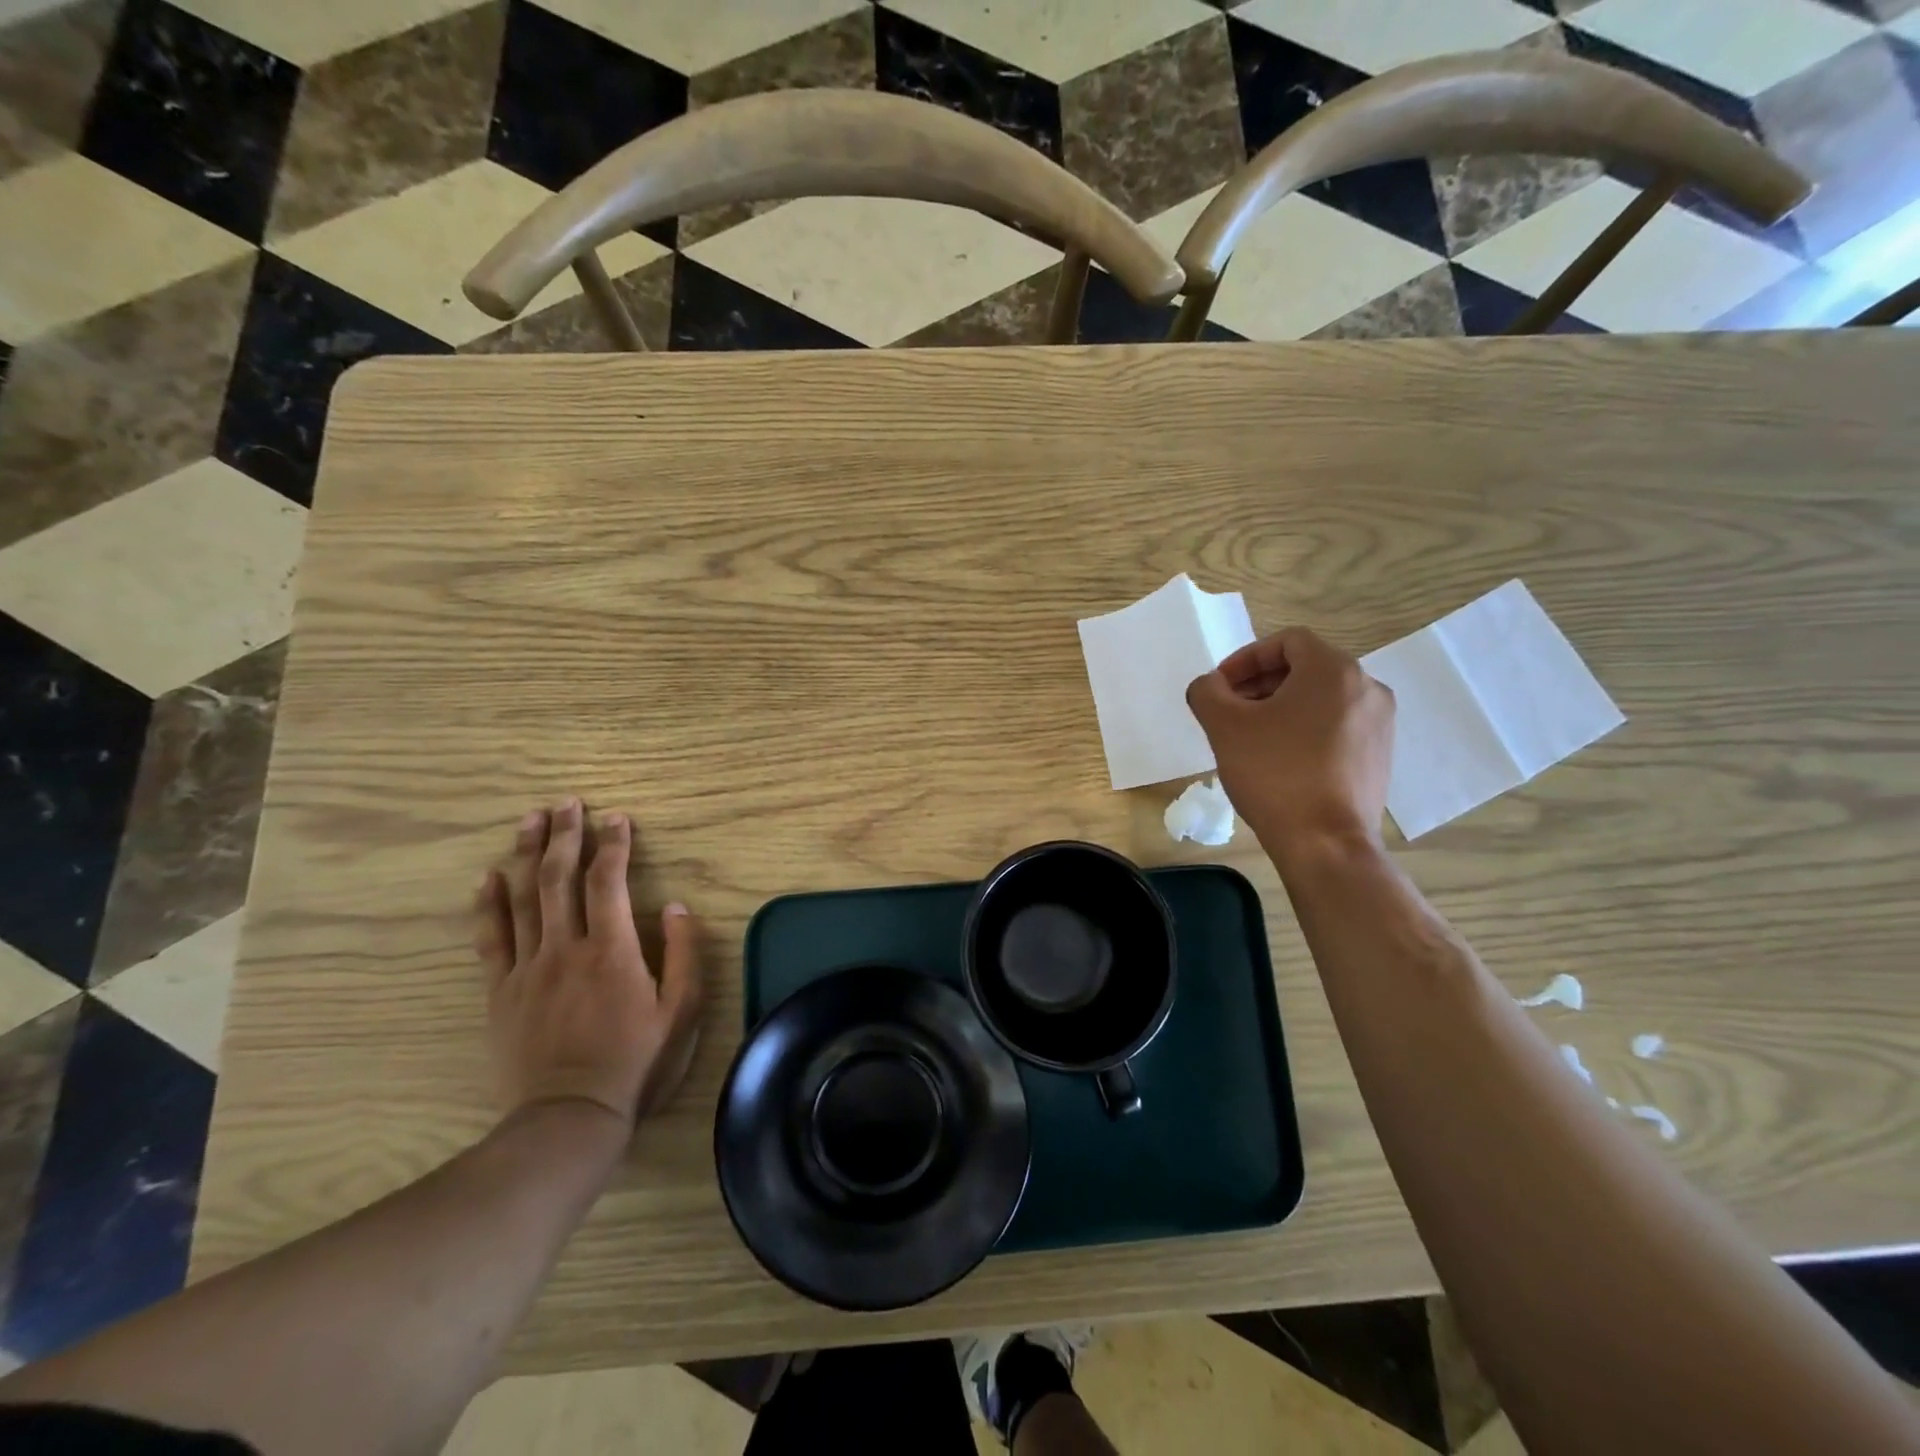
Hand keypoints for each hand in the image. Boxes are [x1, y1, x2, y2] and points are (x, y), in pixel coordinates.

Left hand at [474, 800, 704, 1127]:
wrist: (570, 1116)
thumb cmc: (635, 1061)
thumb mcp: (681, 1011)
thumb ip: (684, 953)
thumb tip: (675, 906)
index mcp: (613, 950)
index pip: (609, 881)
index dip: (614, 844)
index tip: (617, 817)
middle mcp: (566, 948)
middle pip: (560, 878)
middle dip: (566, 835)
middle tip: (567, 802)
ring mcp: (528, 968)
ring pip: (524, 898)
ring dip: (528, 854)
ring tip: (531, 819)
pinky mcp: (501, 991)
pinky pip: (491, 939)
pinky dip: (489, 904)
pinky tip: (489, 876)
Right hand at [1186, 628, 1394, 855]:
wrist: (1326, 843)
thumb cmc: (1275, 774)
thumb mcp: (1224, 726)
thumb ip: (1207, 691)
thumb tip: (1211, 686)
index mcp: (1334, 670)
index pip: (1287, 641)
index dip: (1246, 658)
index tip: (1221, 688)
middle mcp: (1367, 688)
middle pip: (1305, 668)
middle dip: (1260, 684)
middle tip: (1229, 711)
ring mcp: (1379, 724)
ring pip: (1321, 698)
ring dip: (1281, 707)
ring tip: (1250, 738)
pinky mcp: (1379, 757)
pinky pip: (1336, 726)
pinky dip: (1304, 730)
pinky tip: (1279, 761)